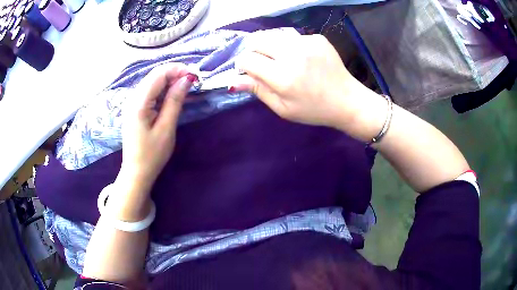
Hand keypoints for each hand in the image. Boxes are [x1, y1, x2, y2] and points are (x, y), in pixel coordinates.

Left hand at [118, 63, 195, 192]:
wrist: (136, 172)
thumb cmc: (152, 154)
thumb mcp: (166, 128)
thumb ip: (175, 101)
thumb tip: (187, 79)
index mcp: (138, 102)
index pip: (159, 74)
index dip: (178, 70)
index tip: (195, 76)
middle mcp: (132, 97)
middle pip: (155, 75)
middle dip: (175, 73)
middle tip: (193, 82)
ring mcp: (132, 102)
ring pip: (153, 81)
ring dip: (170, 81)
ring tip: (185, 88)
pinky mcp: (134, 108)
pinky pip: (150, 91)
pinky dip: (163, 90)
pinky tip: (172, 96)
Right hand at [233, 34, 379, 134]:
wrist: (347, 100)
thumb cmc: (313, 110)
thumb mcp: (283, 108)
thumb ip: (258, 91)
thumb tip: (233, 81)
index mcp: (283, 76)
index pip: (247, 59)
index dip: (243, 66)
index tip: (250, 73)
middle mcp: (293, 53)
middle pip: (257, 40)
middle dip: (254, 52)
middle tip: (263, 65)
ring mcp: (307, 42)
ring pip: (274, 35)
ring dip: (271, 47)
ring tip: (282, 61)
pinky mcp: (317, 38)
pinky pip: (292, 36)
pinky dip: (289, 46)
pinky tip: (301, 58)